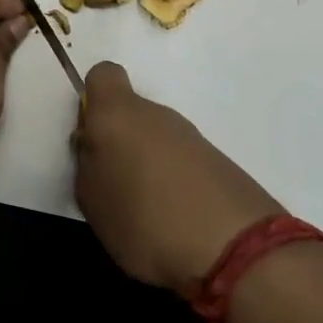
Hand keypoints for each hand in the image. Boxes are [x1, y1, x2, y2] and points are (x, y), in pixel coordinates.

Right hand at [73, 62, 282, 295]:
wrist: (235, 248)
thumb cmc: (144, 218)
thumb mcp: (91, 200)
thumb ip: (87, 164)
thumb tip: (95, 149)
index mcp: (117, 113)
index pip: (103, 74)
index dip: (93, 98)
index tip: (90, 134)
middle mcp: (155, 113)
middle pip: (130, 112)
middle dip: (120, 141)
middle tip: (113, 184)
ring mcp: (191, 136)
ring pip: (157, 138)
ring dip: (148, 164)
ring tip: (146, 211)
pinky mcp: (218, 161)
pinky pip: (183, 162)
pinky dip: (176, 182)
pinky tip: (176, 220)